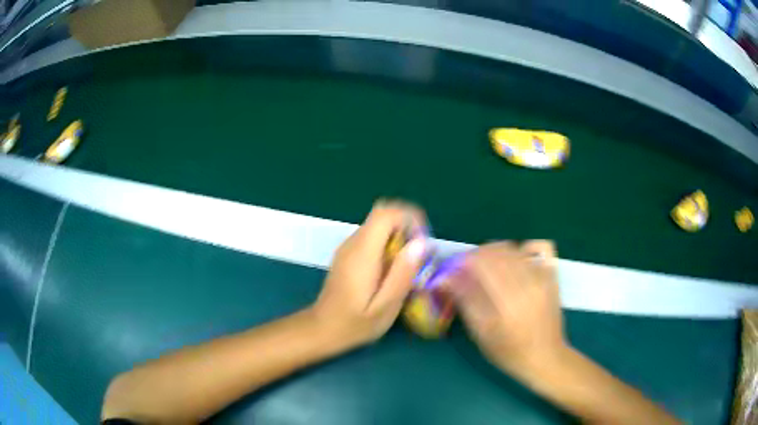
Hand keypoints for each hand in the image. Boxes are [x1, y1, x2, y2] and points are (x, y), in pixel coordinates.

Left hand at [311, 201, 427, 347]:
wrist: (322, 329)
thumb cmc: (355, 324)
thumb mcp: (385, 307)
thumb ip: (402, 274)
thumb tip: (420, 243)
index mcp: (362, 253)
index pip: (385, 213)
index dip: (410, 218)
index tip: (423, 242)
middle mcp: (353, 243)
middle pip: (383, 215)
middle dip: (408, 227)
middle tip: (419, 255)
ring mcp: (348, 247)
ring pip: (379, 225)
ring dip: (399, 237)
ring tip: (409, 266)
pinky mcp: (348, 254)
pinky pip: (373, 237)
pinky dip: (389, 245)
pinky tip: (392, 271)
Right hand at [445, 241, 566, 372]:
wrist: (546, 356)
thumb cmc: (510, 352)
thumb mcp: (482, 333)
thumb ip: (466, 301)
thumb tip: (446, 278)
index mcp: (508, 300)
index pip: (482, 262)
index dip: (463, 261)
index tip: (454, 270)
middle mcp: (527, 282)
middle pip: (496, 250)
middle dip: (477, 256)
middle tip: (468, 270)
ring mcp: (543, 276)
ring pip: (513, 248)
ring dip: (495, 252)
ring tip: (488, 268)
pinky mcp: (552, 275)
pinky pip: (538, 247)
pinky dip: (521, 249)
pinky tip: (515, 263)